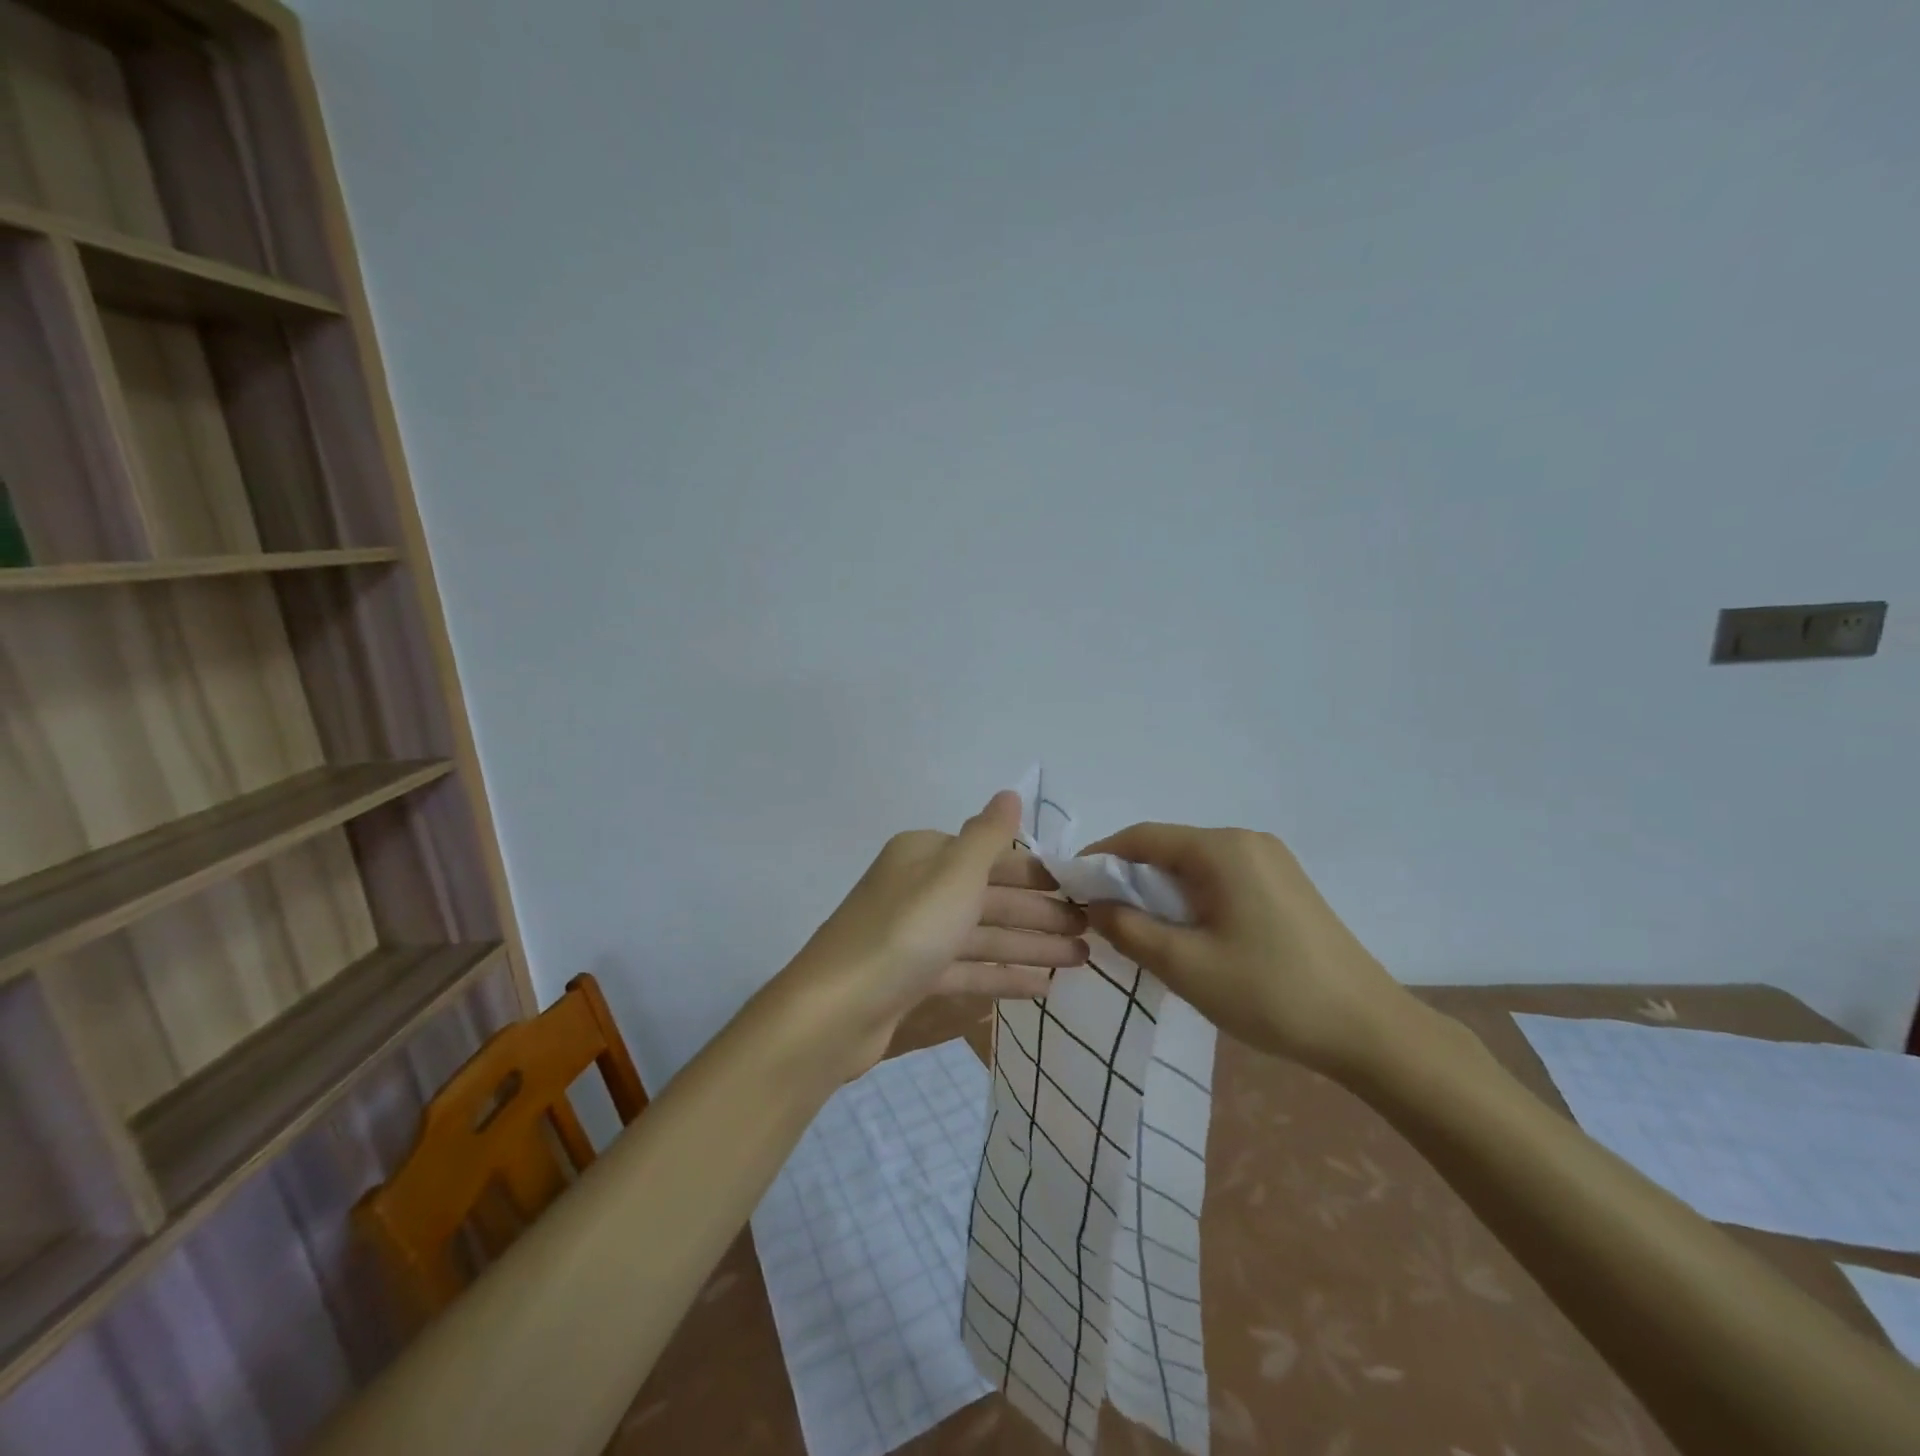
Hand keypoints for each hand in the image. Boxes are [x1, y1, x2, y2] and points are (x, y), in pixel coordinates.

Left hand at [786, 791, 1087, 1076]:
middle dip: (1041, 914)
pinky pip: (968, 970)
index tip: (1081, 891)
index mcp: (926, 856)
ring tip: (1080, 961)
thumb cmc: (907, 931)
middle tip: (1092, 931)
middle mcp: (919, 889)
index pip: (992, 857)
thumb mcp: (954, 873)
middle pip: (991, 897)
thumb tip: (1010, 793)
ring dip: (1030, 947)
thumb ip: (989, 835)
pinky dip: (1002, 976)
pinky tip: (1040, 989)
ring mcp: (915, 936)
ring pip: (983, 936)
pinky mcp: (913, 978)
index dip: (1038, 873)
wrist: (837, 1011)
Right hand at [1078, 824, 1410, 1074]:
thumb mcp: (1185, 965)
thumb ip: (1128, 928)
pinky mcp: (1286, 886)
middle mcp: (1247, 842)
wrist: (1370, 1031)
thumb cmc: (1270, 993)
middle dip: (1129, 878)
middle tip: (1102, 917)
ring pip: (1195, 866)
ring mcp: (1272, 862)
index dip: (1100, 858)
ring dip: (1160, 891)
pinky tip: (1187, 934)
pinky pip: (1221, 880)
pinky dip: (1191, 899)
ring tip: (1140, 931)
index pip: (1143, 837)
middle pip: (1169, 848)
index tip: (1070, 886)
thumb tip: (1092, 904)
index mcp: (1223, 849)